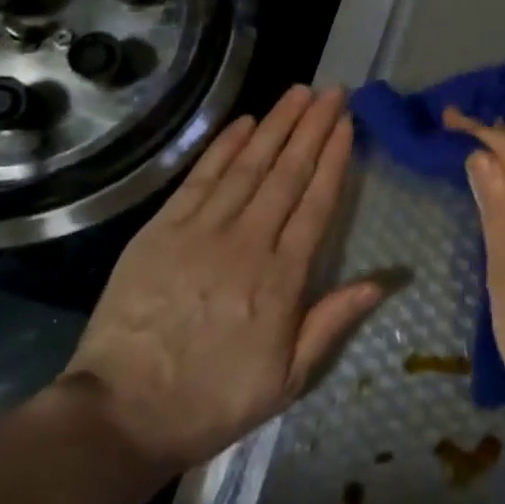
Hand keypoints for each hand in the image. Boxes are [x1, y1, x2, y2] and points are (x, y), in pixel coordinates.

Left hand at [60, 86, 383, 480]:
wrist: (122, 412)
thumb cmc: (213, 399)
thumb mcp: (288, 378)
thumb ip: (332, 322)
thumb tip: (382, 281)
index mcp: (281, 279)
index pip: (316, 203)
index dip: (334, 159)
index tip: (347, 124)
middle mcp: (247, 242)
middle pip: (287, 173)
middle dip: (312, 127)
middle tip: (332, 91)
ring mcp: (201, 231)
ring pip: (248, 165)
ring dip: (276, 125)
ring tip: (298, 92)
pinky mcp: (162, 230)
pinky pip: (200, 178)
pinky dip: (224, 146)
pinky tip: (245, 123)